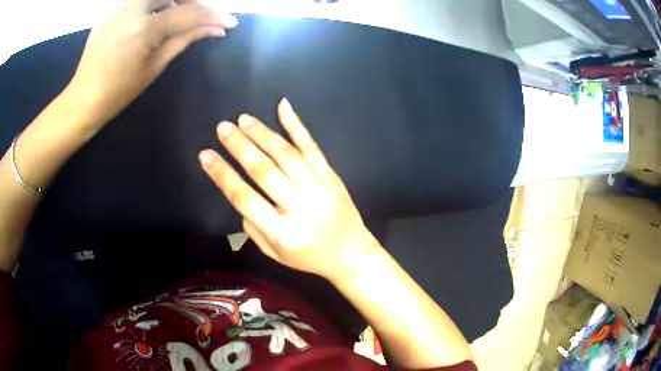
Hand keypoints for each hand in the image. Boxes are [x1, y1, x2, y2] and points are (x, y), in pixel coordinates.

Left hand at [68, 0, 237, 126]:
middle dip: (191, 1)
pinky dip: (152, 4)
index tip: (229, 22)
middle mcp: (132, 9)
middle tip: (198, 16)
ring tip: (174, 16)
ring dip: (171, 0)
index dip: (212, 16)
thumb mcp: (154, 67)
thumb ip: (184, 40)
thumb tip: (215, 29)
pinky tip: (152, 18)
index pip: (188, 12)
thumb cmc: (118, 92)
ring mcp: (119, 7)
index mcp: (144, 28)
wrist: (83, 99)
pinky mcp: (111, 10)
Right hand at [199, 99, 380, 279]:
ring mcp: (318, 188)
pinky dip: (296, 125)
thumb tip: (241, 193)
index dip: (222, 175)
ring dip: (262, 134)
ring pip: (286, 154)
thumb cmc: (308, 257)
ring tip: (243, 119)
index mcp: (281, 232)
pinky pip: (312, 147)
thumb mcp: (274, 253)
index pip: (244, 198)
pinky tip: (283, 107)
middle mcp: (299, 207)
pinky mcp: (331, 176)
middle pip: (264, 171)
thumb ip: (253, 227)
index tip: (206, 155)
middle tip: (223, 128)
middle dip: (240, 147)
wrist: (351, 253)